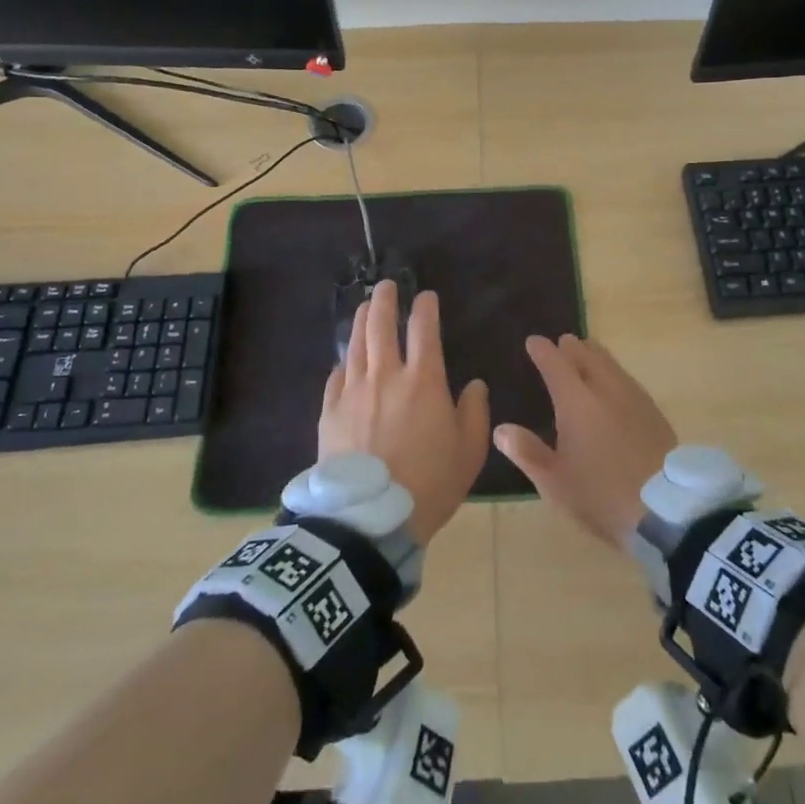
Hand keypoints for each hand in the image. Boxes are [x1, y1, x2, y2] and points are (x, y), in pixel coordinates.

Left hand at [320, 280, 489, 546]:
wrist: (370, 518)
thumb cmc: (429, 484)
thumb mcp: (469, 452)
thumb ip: (475, 413)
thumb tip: (475, 385)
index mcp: (424, 381)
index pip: (424, 329)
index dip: (425, 307)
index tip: (426, 296)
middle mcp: (386, 375)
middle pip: (381, 325)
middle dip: (385, 299)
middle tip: (386, 285)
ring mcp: (353, 391)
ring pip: (355, 344)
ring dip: (360, 320)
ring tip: (364, 306)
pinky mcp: (330, 411)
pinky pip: (336, 376)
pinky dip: (343, 362)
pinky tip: (345, 359)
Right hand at [496, 335, 677, 549]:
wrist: (666, 509)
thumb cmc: (601, 494)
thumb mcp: (555, 482)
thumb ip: (527, 452)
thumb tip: (501, 429)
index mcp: (576, 401)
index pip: (555, 364)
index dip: (542, 350)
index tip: (533, 341)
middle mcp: (605, 389)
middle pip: (587, 356)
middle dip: (571, 347)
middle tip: (561, 343)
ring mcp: (633, 398)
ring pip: (611, 364)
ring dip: (595, 355)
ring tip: (587, 353)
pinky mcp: (654, 412)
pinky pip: (628, 379)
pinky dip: (614, 372)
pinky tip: (616, 385)